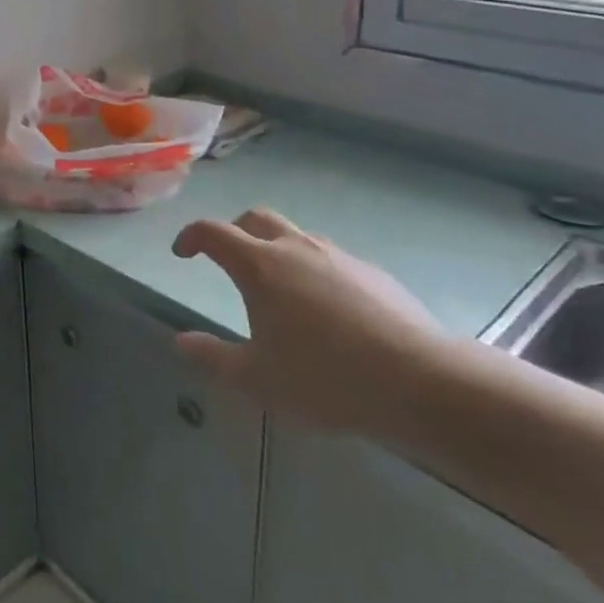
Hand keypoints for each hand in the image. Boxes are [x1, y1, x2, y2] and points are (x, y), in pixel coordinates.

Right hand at [172, 208, 445, 435]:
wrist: (422, 383)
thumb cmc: (325, 379)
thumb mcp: (256, 378)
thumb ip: (212, 357)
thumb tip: (181, 341)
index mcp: (259, 266)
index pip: (212, 232)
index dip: (191, 236)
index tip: (182, 252)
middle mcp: (296, 249)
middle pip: (256, 218)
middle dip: (234, 231)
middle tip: (227, 258)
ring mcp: (339, 257)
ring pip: (297, 236)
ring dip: (277, 250)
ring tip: (279, 289)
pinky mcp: (374, 273)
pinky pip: (332, 260)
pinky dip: (315, 271)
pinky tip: (327, 311)